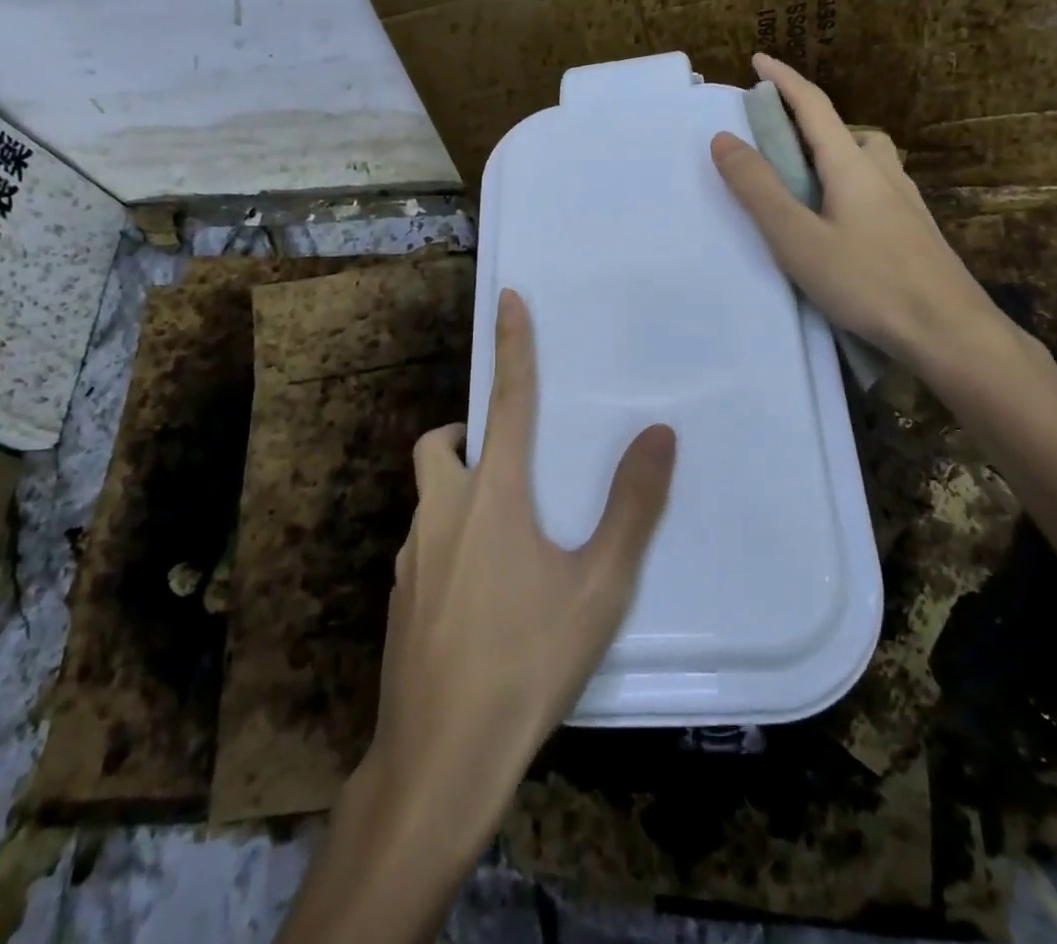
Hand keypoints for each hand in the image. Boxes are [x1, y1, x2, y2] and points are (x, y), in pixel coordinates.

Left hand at [371, 289, 675, 847]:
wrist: (440, 758)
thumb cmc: (527, 663)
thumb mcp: (598, 587)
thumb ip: (632, 507)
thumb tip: (658, 434)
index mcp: (491, 496)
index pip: (508, 400)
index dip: (513, 346)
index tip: (507, 298)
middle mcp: (441, 511)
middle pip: (440, 444)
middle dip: (467, 433)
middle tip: (507, 461)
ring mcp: (410, 556)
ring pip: (430, 497)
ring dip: (460, 491)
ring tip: (506, 539)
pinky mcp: (397, 596)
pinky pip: (423, 543)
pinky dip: (448, 540)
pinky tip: (479, 594)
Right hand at [710, 52, 1002, 378]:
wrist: (949, 331)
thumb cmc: (866, 281)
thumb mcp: (797, 238)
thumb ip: (758, 189)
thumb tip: (724, 139)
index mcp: (851, 166)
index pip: (814, 107)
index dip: (784, 80)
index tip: (759, 60)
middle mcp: (883, 173)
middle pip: (845, 131)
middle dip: (810, 124)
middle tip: (778, 145)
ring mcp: (906, 202)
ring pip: (866, 161)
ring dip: (834, 157)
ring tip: (806, 190)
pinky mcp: (916, 230)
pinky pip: (877, 189)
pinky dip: (850, 187)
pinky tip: (842, 226)